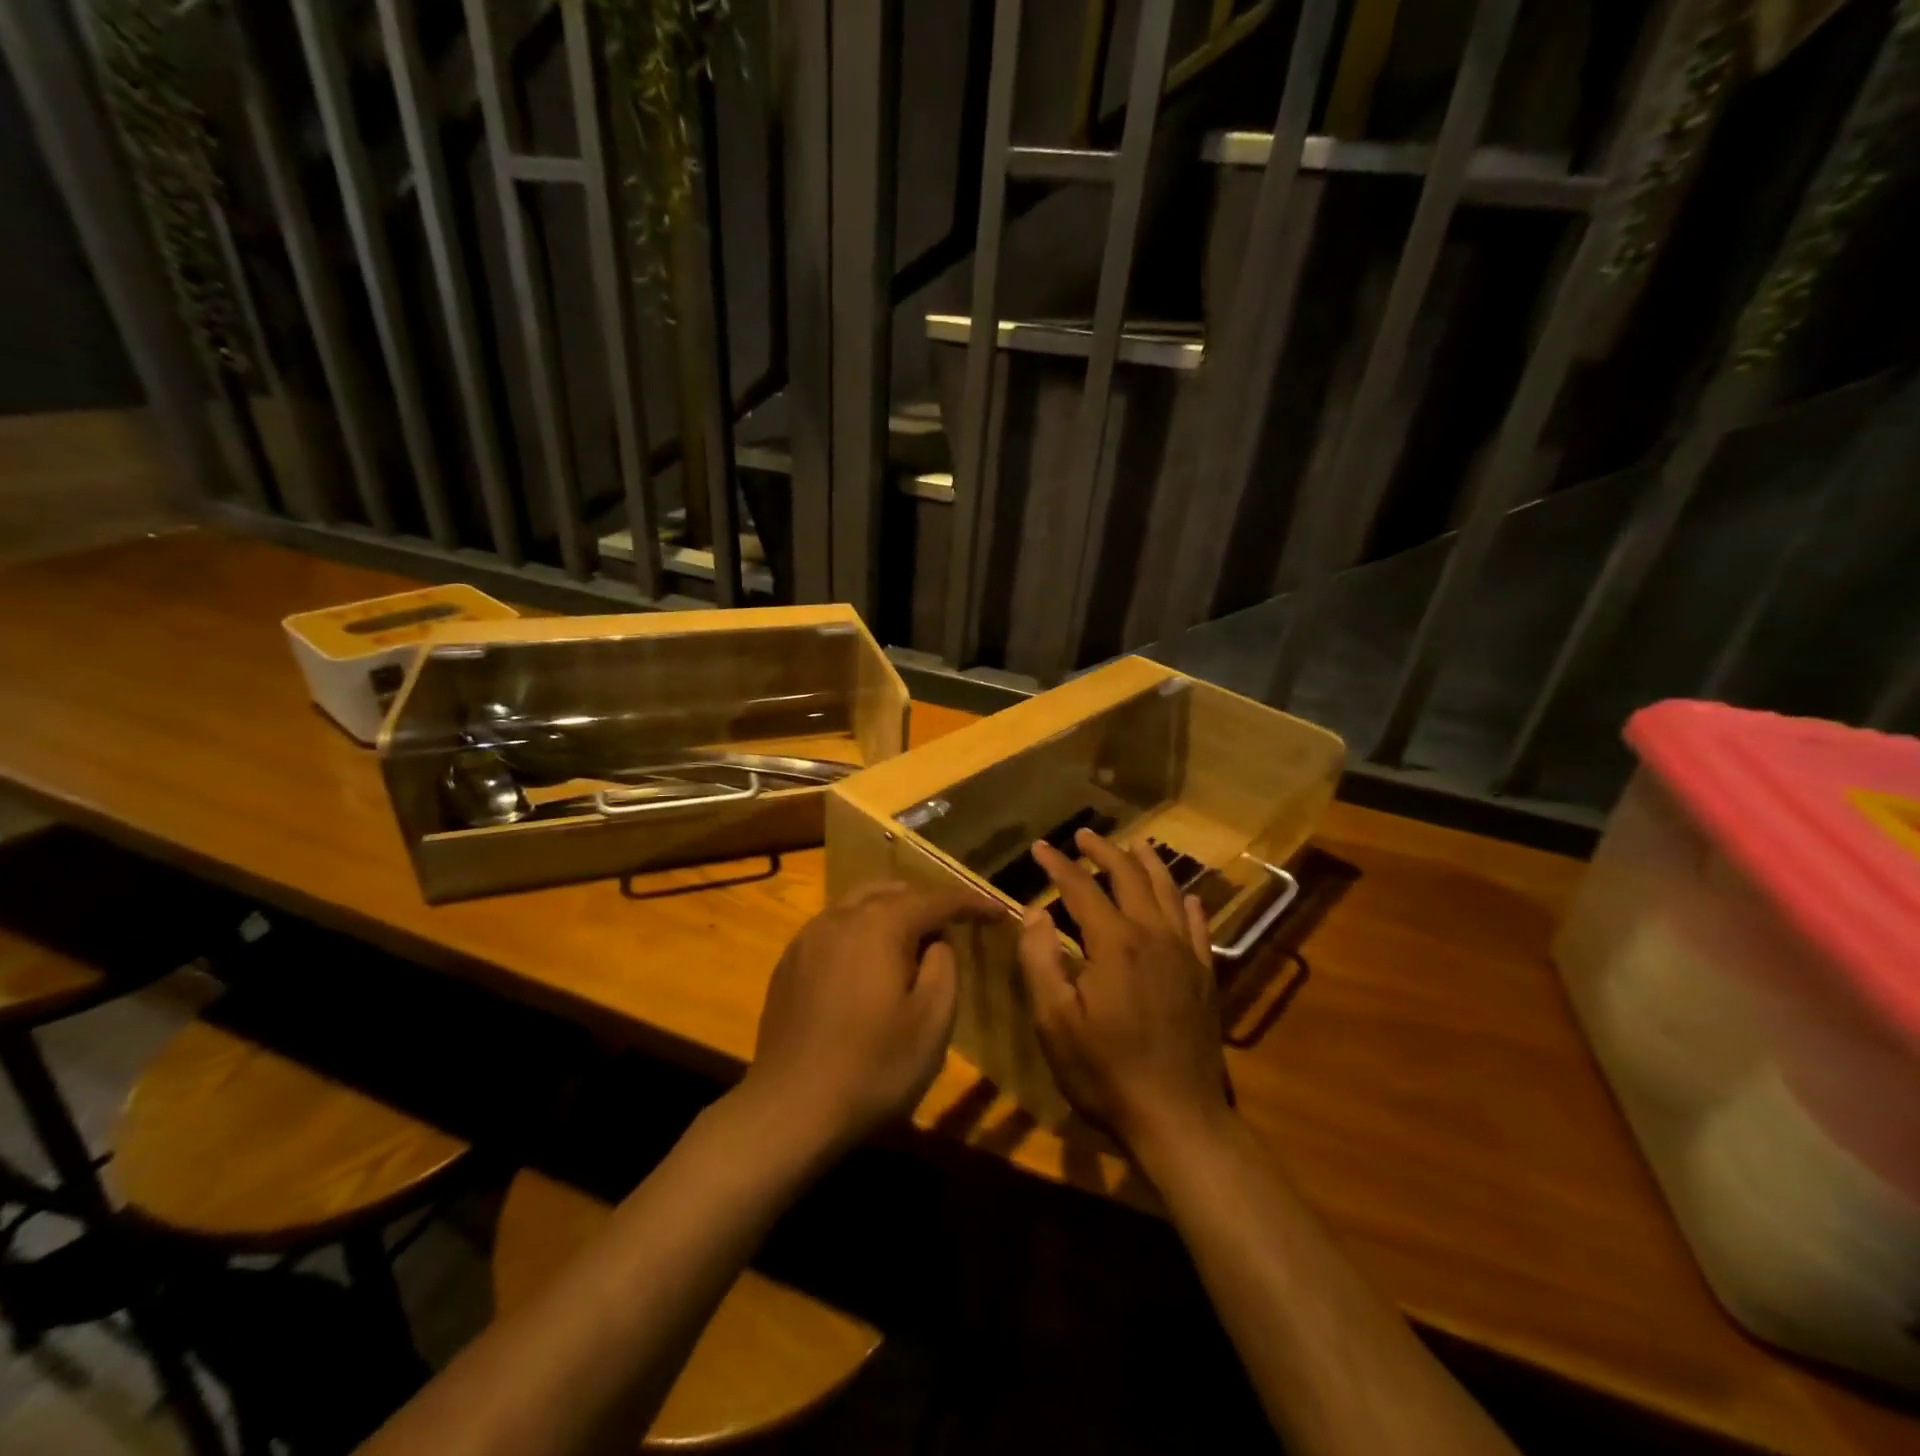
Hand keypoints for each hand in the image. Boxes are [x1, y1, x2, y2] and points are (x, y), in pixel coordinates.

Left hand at [743, 882, 993, 1154]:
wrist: (789, 1109)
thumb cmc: (873, 1067)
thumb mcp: (932, 1022)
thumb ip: (944, 967)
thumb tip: (936, 942)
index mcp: (879, 925)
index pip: (935, 900)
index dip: (971, 903)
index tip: (998, 913)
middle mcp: (840, 917)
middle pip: (892, 892)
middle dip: (926, 904)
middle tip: (953, 928)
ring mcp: (808, 938)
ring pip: (858, 905)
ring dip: (890, 914)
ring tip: (912, 943)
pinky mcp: (789, 963)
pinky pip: (833, 929)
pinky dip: (860, 932)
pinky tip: (866, 966)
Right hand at [1017, 830, 1230, 1154]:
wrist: (1177, 1119)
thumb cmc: (1105, 1072)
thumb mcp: (1054, 1022)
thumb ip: (1040, 961)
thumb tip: (1035, 913)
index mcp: (1114, 943)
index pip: (1081, 888)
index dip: (1058, 865)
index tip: (1039, 848)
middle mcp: (1153, 935)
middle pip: (1129, 878)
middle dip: (1104, 852)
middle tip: (1084, 836)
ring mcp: (1185, 955)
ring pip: (1169, 893)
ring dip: (1149, 865)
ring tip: (1136, 845)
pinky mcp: (1205, 977)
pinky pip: (1199, 927)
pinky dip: (1189, 905)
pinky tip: (1188, 897)